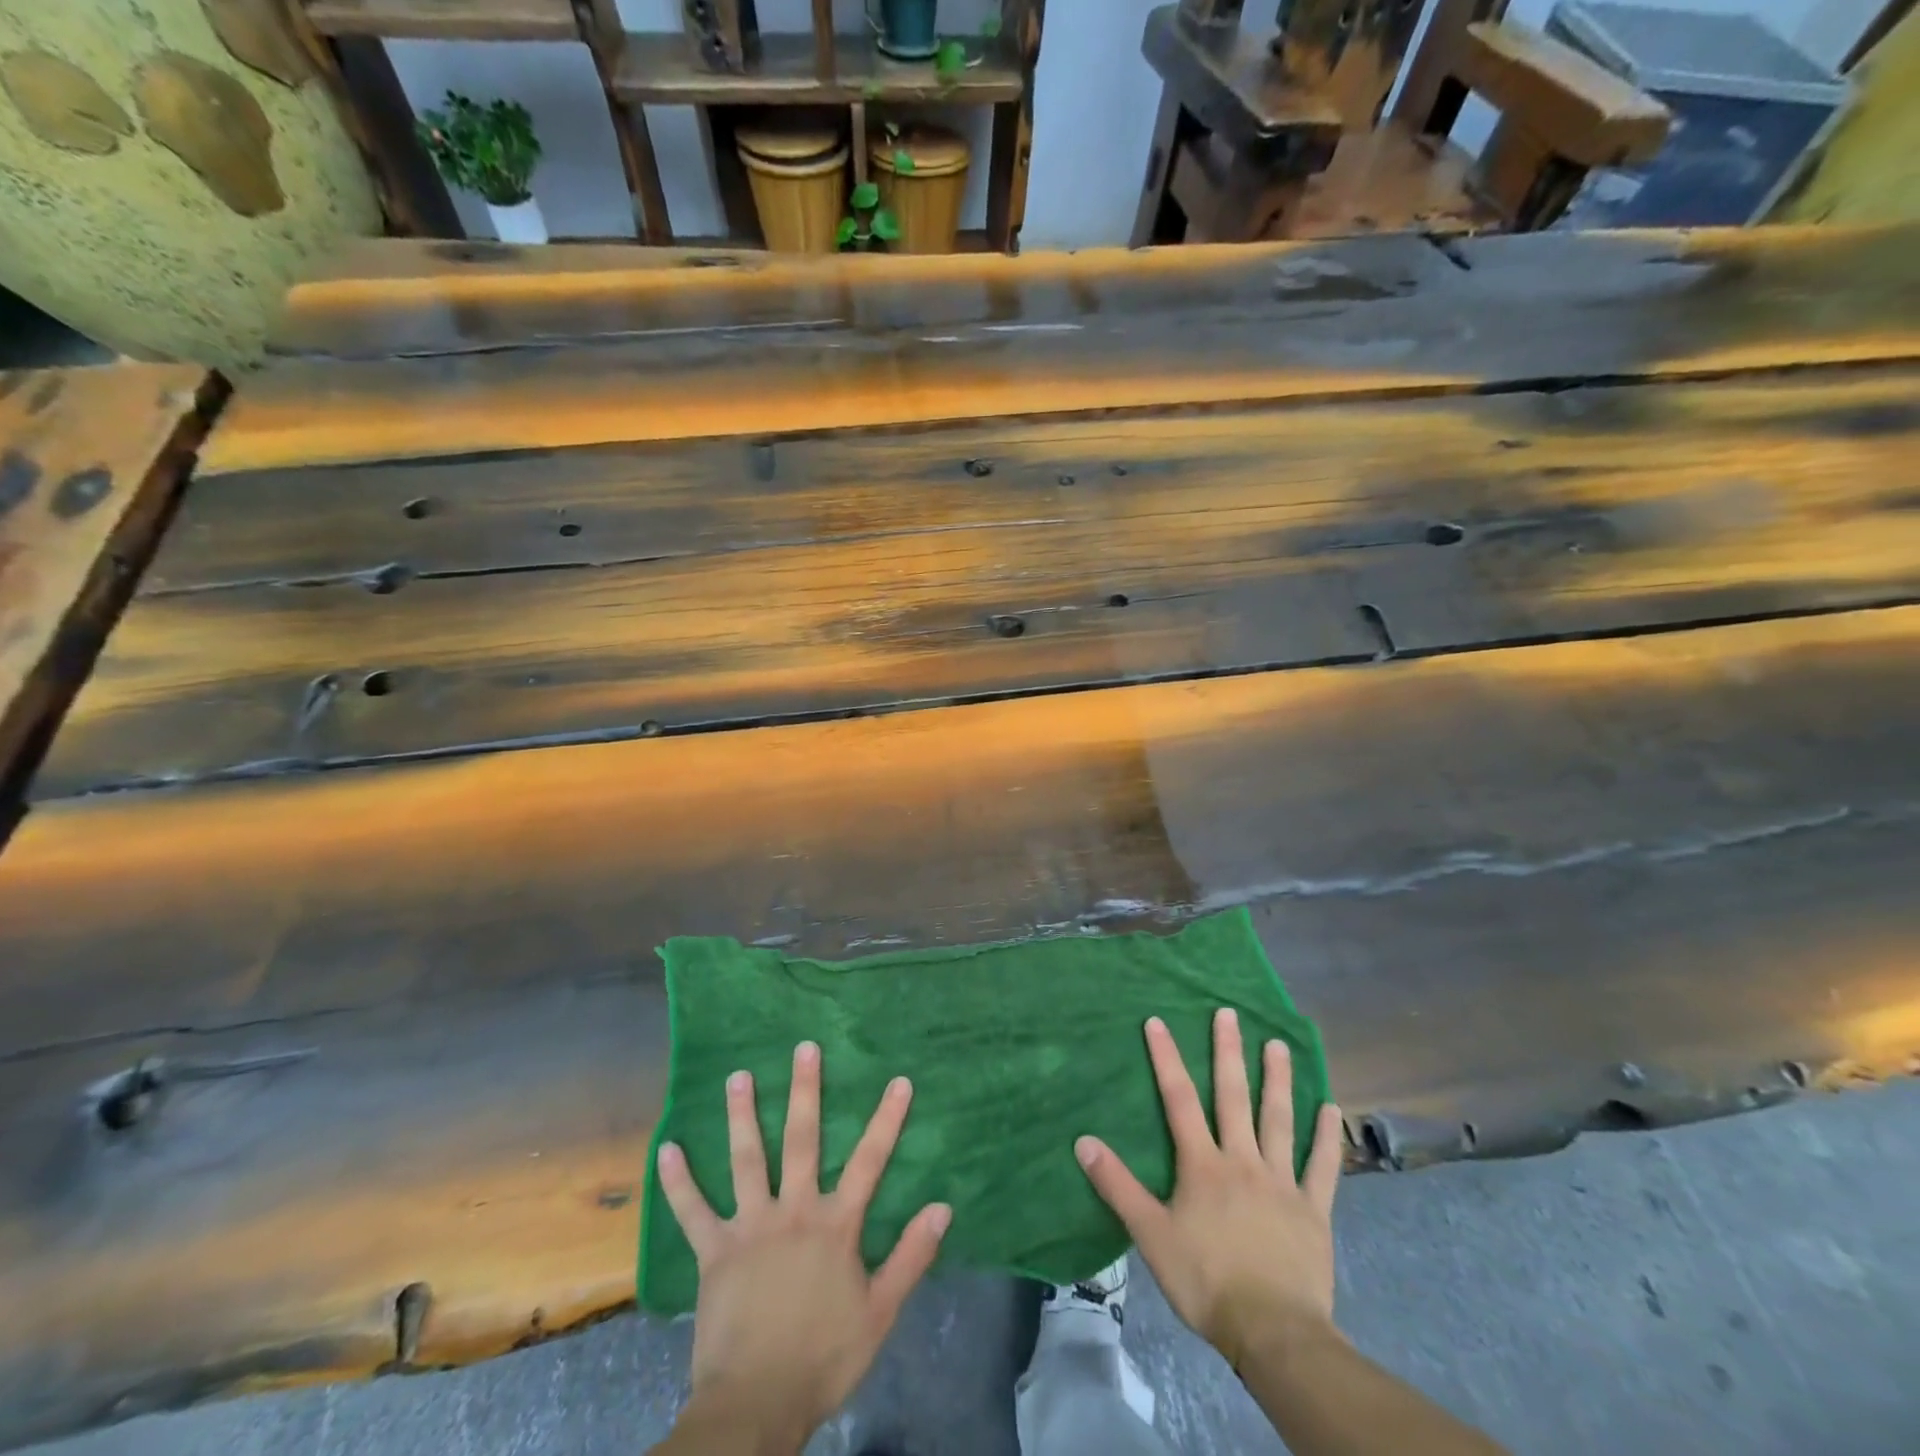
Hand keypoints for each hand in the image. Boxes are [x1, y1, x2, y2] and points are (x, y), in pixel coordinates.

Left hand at [655, 1042, 951, 1451]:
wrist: (757, 1405)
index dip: (886, 1119)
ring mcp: (750, 1227)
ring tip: (737, 1076)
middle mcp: (793, 1211)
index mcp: (835, 1225)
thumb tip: (943, 1207)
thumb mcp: (881, 1312)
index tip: (898, 1080)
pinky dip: (679, 1181)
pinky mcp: (714, 1252)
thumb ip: (911, 1256)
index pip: (870, 1161)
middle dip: (805, 1091)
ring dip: (741, 1116)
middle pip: (802, 1141)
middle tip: (804, 1048)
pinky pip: (692, 1211)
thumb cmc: (824, 1357)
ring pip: (746, 1160)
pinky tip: (667, 1149)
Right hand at [1075, 1010, 1343, 1369]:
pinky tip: (1331, 1108)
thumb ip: (1117, 1185)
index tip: (1158, 1021)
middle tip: (1229, 1013)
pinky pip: (1322, 1166)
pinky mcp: (1313, 1209)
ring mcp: (1281, 1181)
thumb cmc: (1206, 1281)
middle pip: (1233, 1096)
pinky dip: (1327, 1137)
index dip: (1167, 1059)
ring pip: (1278, 1120)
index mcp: (1203, 1164)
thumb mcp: (1150, 1234)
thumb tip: (1083, 1141)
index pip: (1179, 1100)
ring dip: (1277, 1080)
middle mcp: (1242, 1159)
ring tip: (1278, 1044)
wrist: (1273, 1332)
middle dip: (1228, 1052)